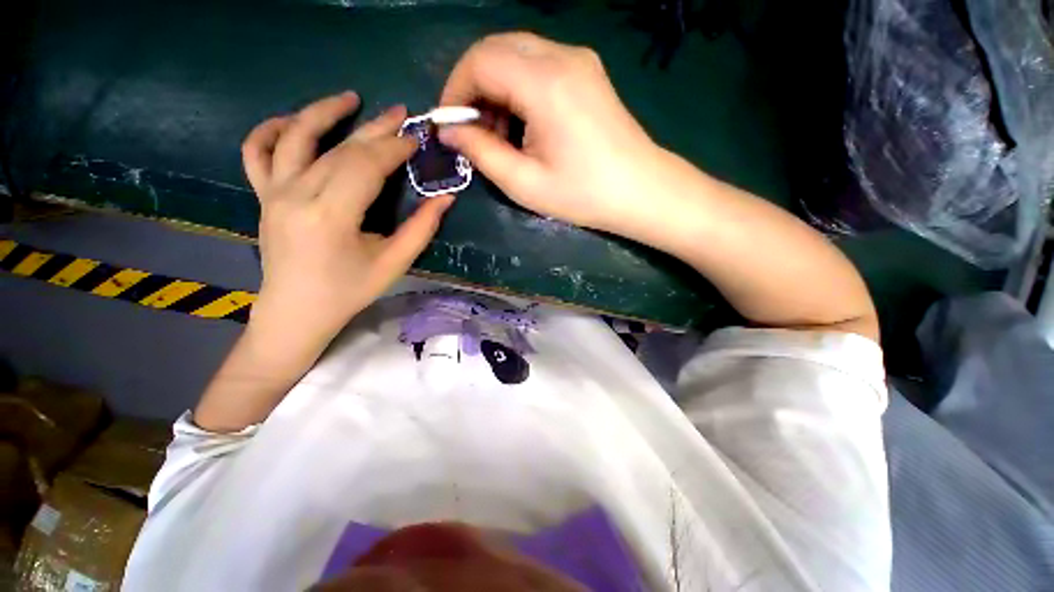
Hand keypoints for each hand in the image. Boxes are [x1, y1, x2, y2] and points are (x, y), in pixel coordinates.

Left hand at [242, 91, 453, 337]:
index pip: (366, 166)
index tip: (417, 139)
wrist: (296, 311)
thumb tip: (446, 197)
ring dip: (322, 112)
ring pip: (296, 137)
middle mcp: (297, 195)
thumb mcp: (394, 263)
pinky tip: (291, 121)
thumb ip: (422, 228)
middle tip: (401, 113)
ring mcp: (273, 192)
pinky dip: (270, 130)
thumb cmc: (350, 291)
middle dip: (375, 129)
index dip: (394, 148)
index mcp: (331, 215)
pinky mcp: (262, 196)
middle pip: (340, 149)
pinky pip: (256, 152)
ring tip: (349, 98)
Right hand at [438, 33, 664, 236]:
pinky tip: (525, 124)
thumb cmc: (584, 194)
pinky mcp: (588, 72)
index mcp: (545, 83)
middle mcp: (562, 56)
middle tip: (474, 131)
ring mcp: (579, 60)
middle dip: (474, 87)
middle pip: (496, 49)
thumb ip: (481, 152)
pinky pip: (539, 65)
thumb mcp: (525, 183)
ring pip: (517, 54)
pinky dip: (519, 88)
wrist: (642, 191)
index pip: (480, 60)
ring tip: (501, 135)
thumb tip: (450, 130)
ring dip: (497, 88)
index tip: (450, 125)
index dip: (455, 90)